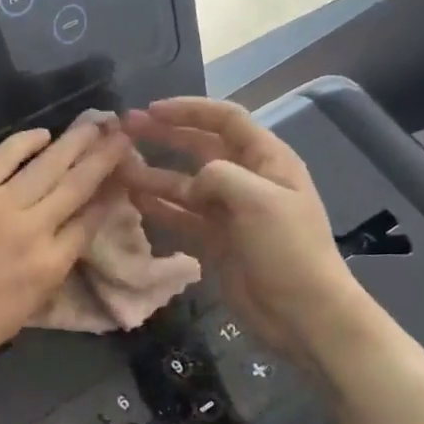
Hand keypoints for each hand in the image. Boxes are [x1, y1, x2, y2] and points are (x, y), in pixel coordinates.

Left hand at [0, 118, 131, 380]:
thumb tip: (63, 243)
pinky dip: (26, 142)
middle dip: (104, 158)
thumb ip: (48, 274)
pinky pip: (3, 156)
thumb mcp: (23, 313)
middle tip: (123, 135)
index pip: (90, 222)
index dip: (110, 196)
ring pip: (48, 165)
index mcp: (50, 267)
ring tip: (97, 123)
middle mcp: (33, 230)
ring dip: (76, 142)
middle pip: (77, 185)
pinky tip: (43, 133)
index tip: (122, 177)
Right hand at [120, 98, 385, 370]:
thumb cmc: (288, 251)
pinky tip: (134, 200)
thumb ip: (220, 176)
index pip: (225, 120)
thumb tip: (193, 180)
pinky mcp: (216, 241)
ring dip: (155, 174)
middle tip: (126, 131)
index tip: (152, 110)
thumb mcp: (260, 201)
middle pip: (201, 148)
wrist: (304, 314)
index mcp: (267, 160)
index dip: (189, 110)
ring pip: (185, 184)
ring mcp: (230, 212)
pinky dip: (160, 208)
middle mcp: (247, 180)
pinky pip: (182, 216)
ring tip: (120, 168)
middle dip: (165, 136)